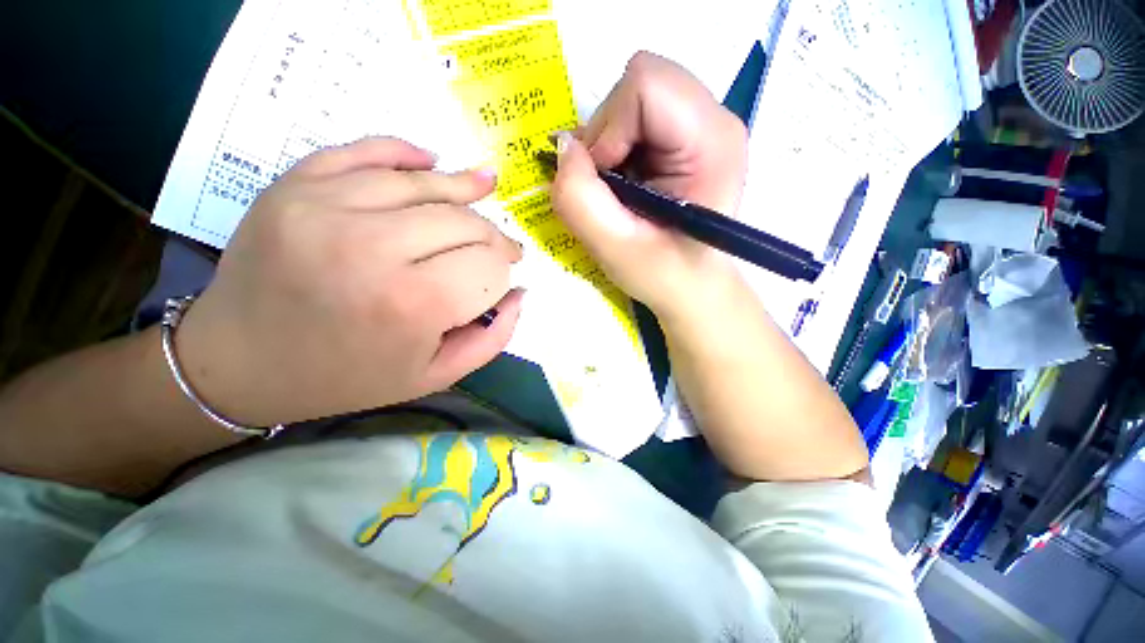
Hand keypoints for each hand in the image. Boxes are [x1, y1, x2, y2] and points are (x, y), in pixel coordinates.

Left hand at [176, 138, 523, 426]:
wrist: (239, 363)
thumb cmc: (347, 377)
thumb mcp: (436, 374)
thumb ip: (493, 337)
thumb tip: (520, 292)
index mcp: (411, 304)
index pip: (488, 265)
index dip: (505, 269)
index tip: (507, 275)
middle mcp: (371, 247)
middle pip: (464, 222)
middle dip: (493, 235)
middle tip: (501, 247)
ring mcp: (327, 206)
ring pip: (425, 183)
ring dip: (465, 189)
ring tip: (485, 188)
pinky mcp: (296, 185)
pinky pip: (366, 152)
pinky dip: (406, 153)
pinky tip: (431, 160)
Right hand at [549, 51, 748, 321]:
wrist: (691, 287)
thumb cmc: (663, 276)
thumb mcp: (614, 249)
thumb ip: (579, 198)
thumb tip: (562, 147)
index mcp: (711, 142)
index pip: (646, 85)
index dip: (609, 130)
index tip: (605, 180)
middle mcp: (714, 120)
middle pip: (639, 83)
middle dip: (606, 136)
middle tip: (607, 188)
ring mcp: (702, 124)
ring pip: (633, 98)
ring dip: (609, 145)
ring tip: (618, 191)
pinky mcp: (685, 136)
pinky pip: (635, 117)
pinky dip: (616, 148)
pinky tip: (625, 184)